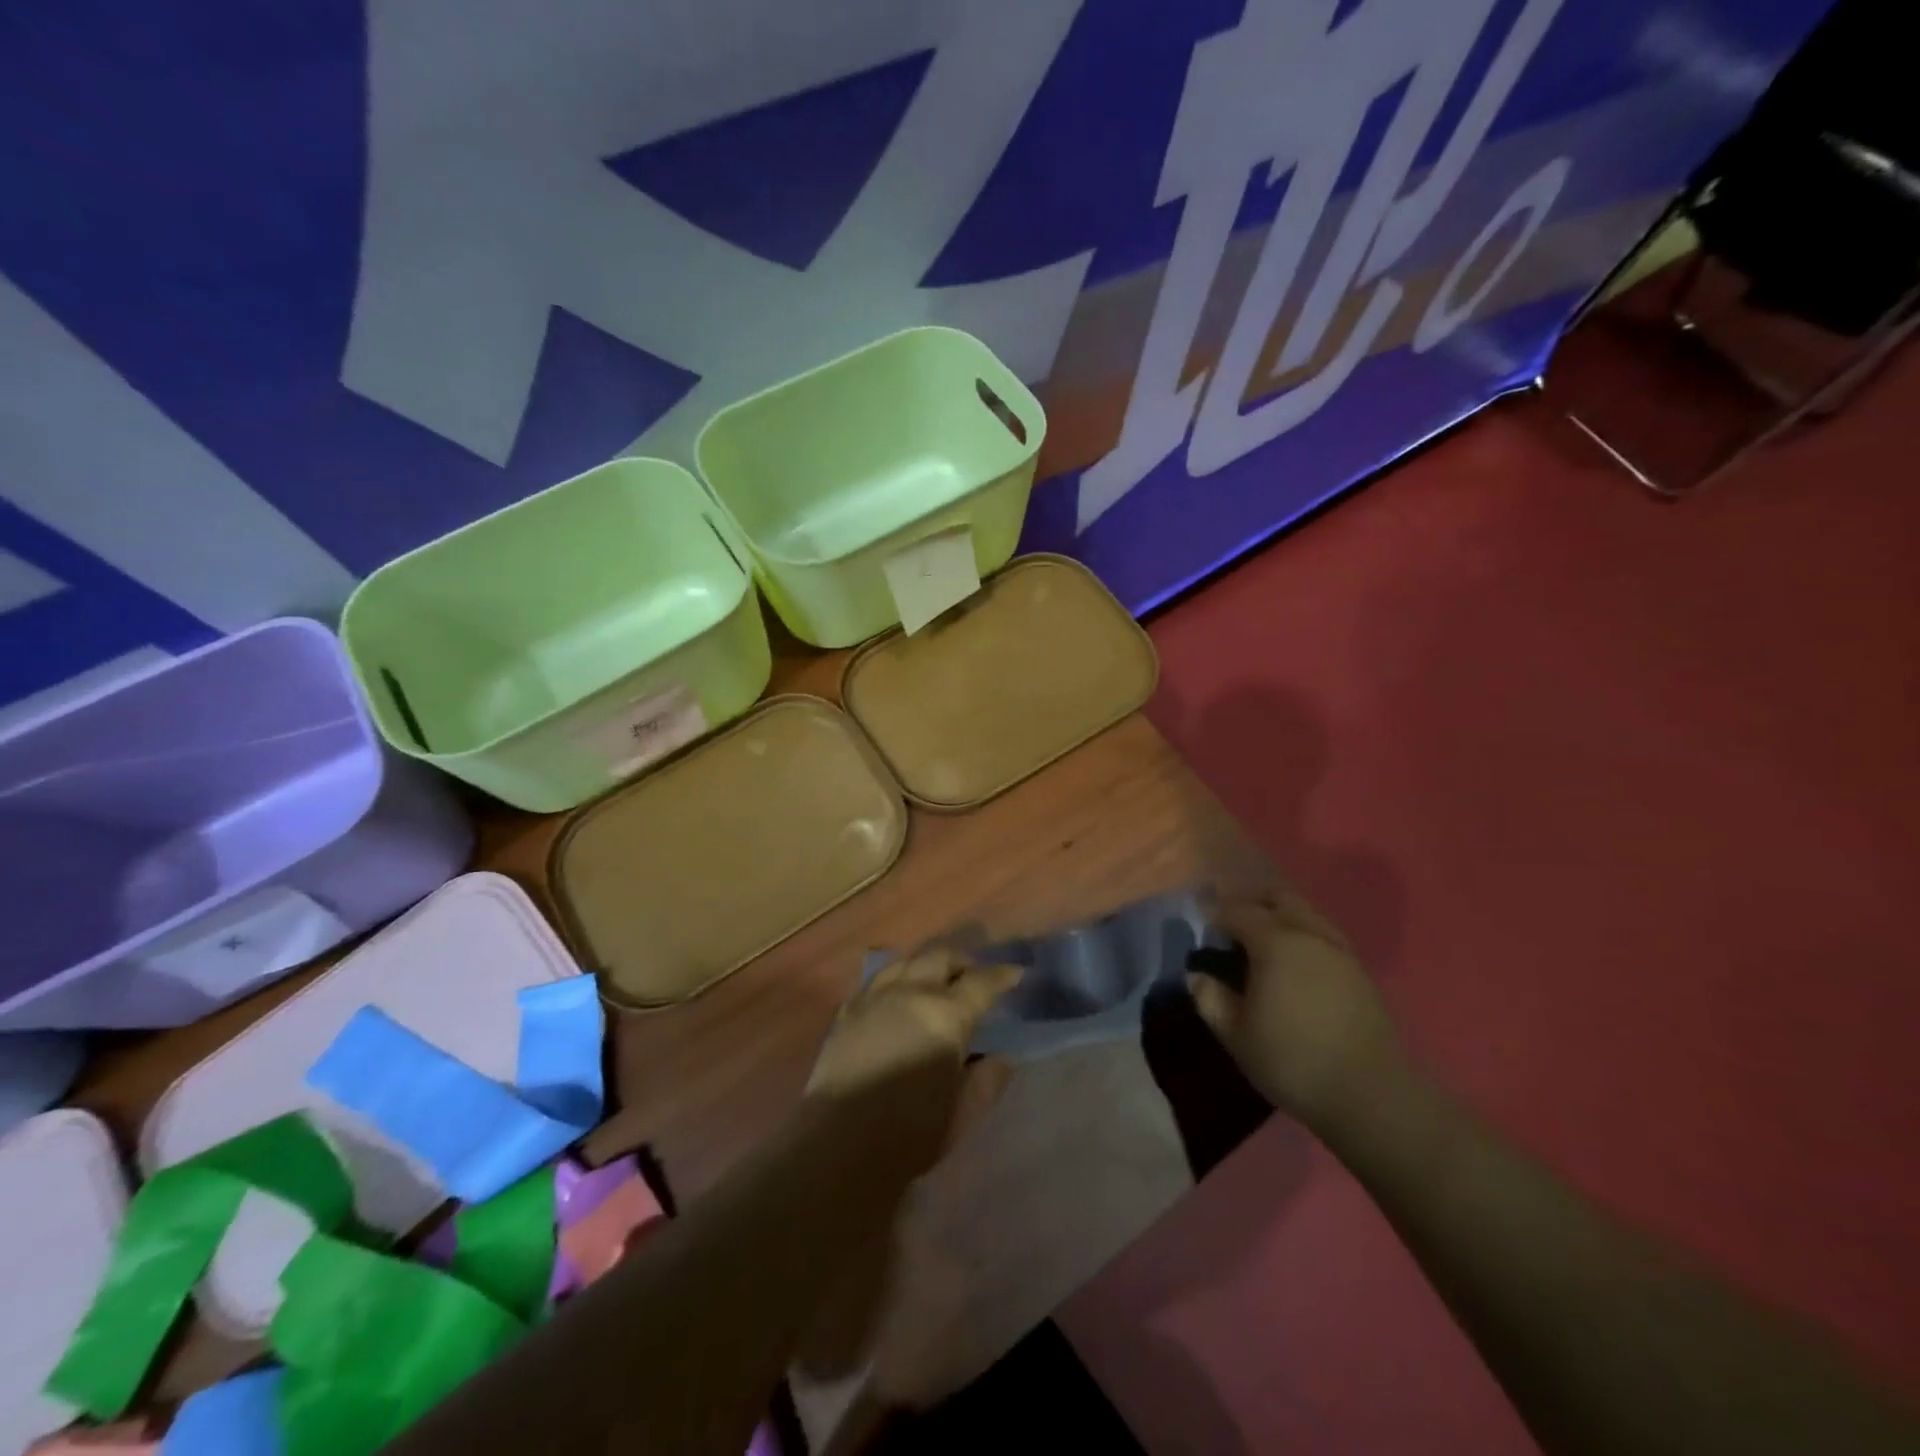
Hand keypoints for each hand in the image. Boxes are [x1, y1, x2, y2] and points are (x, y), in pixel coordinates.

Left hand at [806, 949, 1020, 1177]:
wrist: (839, 1143)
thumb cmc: (911, 1132)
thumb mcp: (964, 1113)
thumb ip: (988, 1080)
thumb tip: (1001, 1057)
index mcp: (946, 1015)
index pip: (982, 983)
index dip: (1002, 975)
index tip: (1015, 974)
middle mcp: (912, 992)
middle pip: (941, 958)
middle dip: (963, 961)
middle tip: (974, 975)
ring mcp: (875, 996)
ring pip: (907, 961)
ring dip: (928, 964)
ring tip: (936, 978)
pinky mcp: (848, 1010)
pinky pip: (878, 978)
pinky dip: (897, 977)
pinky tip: (898, 992)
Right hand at [1187, 889, 1405, 1135]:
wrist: (1371, 1097)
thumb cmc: (1293, 1062)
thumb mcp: (1236, 1035)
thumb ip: (1210, 999)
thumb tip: (1197, 975)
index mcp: (1276, 943)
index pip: (1238, 911)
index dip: (1215, 912)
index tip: (1200, 922)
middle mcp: (1310, 935)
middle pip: (1279, 897)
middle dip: (1252, 902)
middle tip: (1231, 924)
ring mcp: (1341, 951)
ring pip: (1306, 913)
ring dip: (1281, 917)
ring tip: (1262, 943)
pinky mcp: (1361, 972)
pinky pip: (1324, 936)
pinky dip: (1303, 936)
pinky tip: (1295, 964)